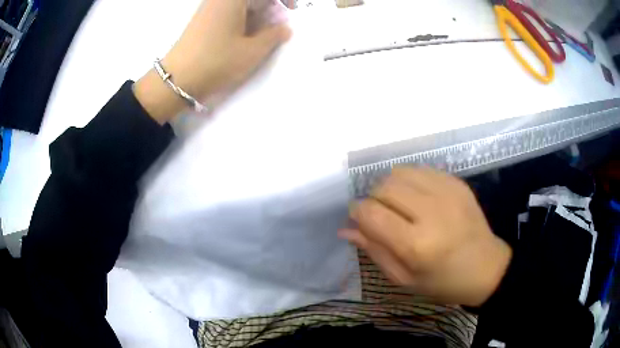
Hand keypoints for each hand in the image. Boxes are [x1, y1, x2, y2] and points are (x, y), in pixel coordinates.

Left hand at [134, 0, 290, 123]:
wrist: (176, 79)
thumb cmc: (216, 62)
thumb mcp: (251, 51)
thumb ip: (274, 36)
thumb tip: (284, 28)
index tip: (292, 10)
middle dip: (270, 6)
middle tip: (276, 25)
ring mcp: (210, 6)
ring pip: (242, 3)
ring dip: (257, 12)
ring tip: (262, 32)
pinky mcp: (204, 17)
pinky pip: (230, 9)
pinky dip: (244, 17)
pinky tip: (245, 34)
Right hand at [339, 167, 511, 306]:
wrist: (486, 267)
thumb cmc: (443, 282)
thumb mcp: (404, 278)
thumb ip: (374, 250)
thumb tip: (346, 228)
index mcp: (416, 245)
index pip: (371, 213)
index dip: (356, 212)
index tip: (358, 219)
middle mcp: (432, 212)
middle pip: (384, 187)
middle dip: (372, 199)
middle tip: (380, 215)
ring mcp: (447, 193)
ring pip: (400, 172)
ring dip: (390, 187)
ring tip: (398, 205)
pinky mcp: (457, 183)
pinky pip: (421, 170)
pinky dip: (410, 181)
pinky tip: (417, 198)